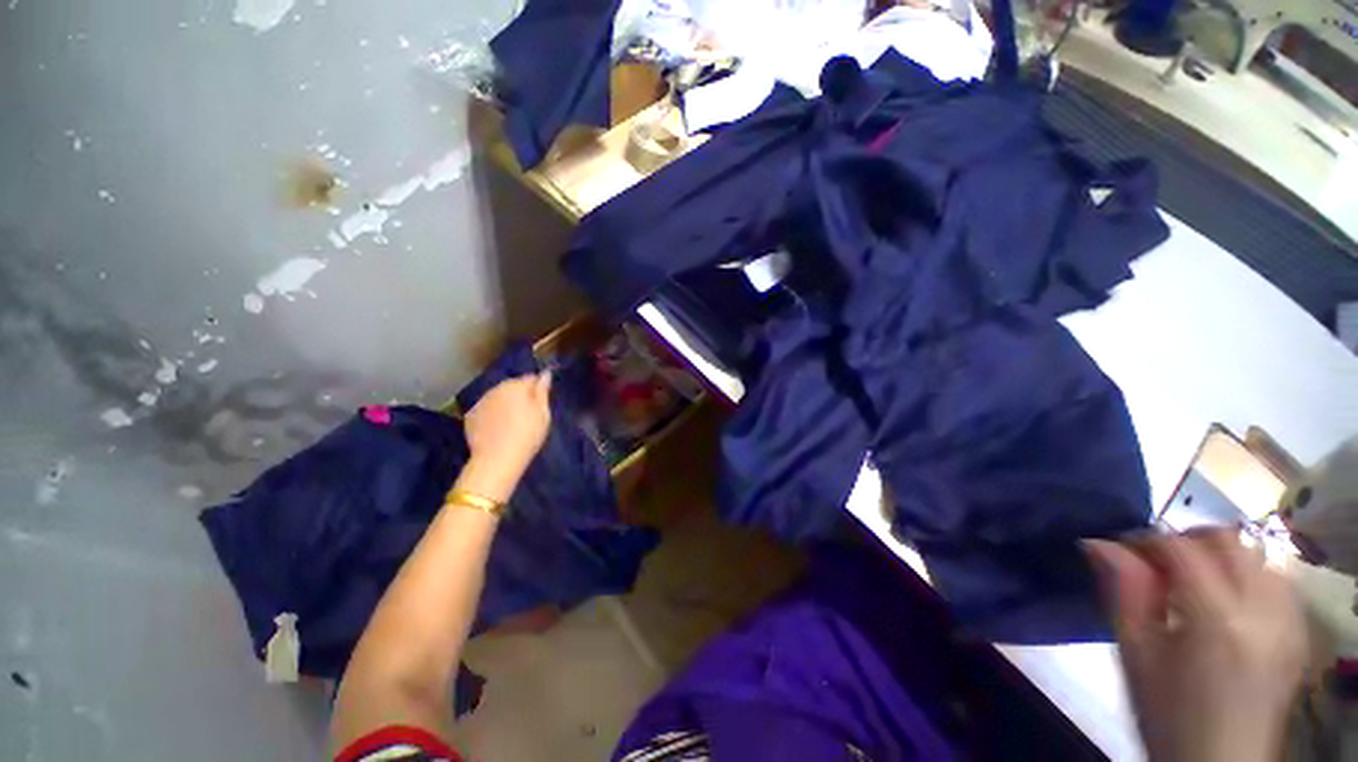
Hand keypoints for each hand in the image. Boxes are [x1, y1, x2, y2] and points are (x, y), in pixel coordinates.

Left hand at [458, 372, 551, 502]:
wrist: (497, 459)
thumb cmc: (527, 434)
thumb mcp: (543, 413)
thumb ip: (542, 391)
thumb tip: (545, 374)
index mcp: (516, 386)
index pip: (530, 379)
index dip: (537, 389)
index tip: (541, 403)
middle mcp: (496, 389)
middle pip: (512, 387)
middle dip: (519, 396)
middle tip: (528, 415)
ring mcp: (481, 402)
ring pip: (497, 398)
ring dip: (505, 404)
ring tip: (512, 423)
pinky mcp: (470, 417)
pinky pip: (486, 410)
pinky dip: (492, 415)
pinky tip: (497, 429)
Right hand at [1086, 531, 1306, 761]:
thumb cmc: (1166, 714)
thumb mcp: (1135, 654)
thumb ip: (1123, 591)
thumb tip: (1099, 542)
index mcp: (1217, 619)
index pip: (1181, 548)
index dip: (1146, 539)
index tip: (1122, 550)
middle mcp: (1262, 610)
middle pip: (1228, 541)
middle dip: (1186, 539)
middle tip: (1156, 562)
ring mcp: (1289, 621)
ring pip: (1258, 555)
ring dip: (1220, 555)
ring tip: (1191, 580)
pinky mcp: (1299, 631)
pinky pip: (1278, 579)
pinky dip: (1249, 573)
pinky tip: (1228, 598)